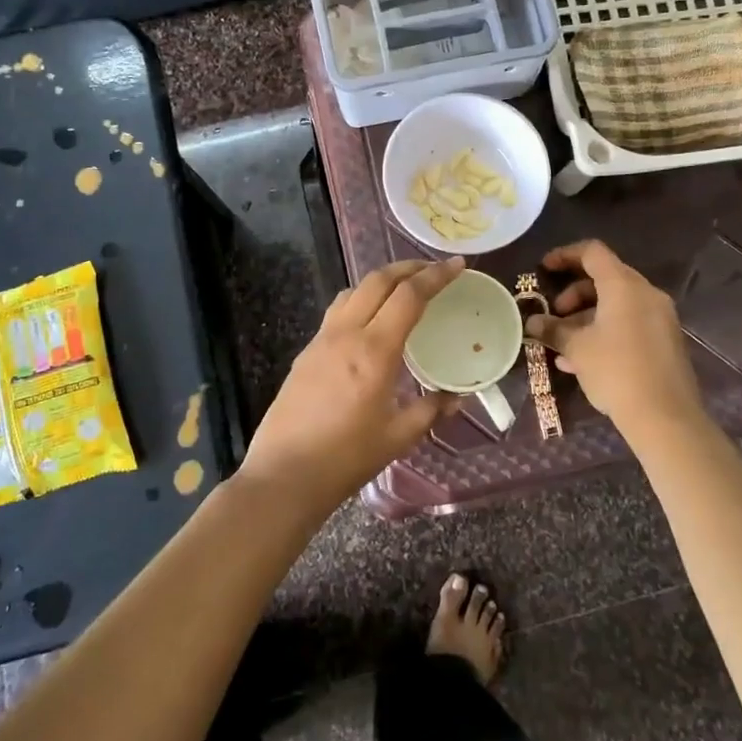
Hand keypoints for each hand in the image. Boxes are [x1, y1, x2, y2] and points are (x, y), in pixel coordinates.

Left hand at [240, 258, 465, 511]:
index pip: (409, 296)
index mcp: (374, 350)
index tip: (457, 266)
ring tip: (402, 288)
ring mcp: (321, 340)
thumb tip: (456, 397)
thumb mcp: (398, 437)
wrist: (284, 475)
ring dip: (381, 280)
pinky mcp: (306, 352)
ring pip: (353, 291)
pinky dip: (360, 300)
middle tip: (433, 270)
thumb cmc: (346, 458)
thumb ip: (430, 410)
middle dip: (408, 267)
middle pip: (378, 280)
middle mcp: (346, 334)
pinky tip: (369, 320)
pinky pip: (337, 311)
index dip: (435, 276)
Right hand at [525, 240, 703, 439]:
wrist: (665, 417)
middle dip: (574, 294)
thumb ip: (553, 330)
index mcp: (624, 286)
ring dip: (587, 317)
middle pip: (605, 279)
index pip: (593, 253)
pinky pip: (629, 324)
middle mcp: (646, 294)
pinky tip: (583, 361)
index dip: (565, 255)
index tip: (544, 269)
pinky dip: (605, 331)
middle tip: (555, 316)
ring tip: (564, 344)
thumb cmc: (616, 371)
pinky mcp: (665, 341)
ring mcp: (660, 318)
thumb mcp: (577, 349)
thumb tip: (532, 322)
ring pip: (617, 304)